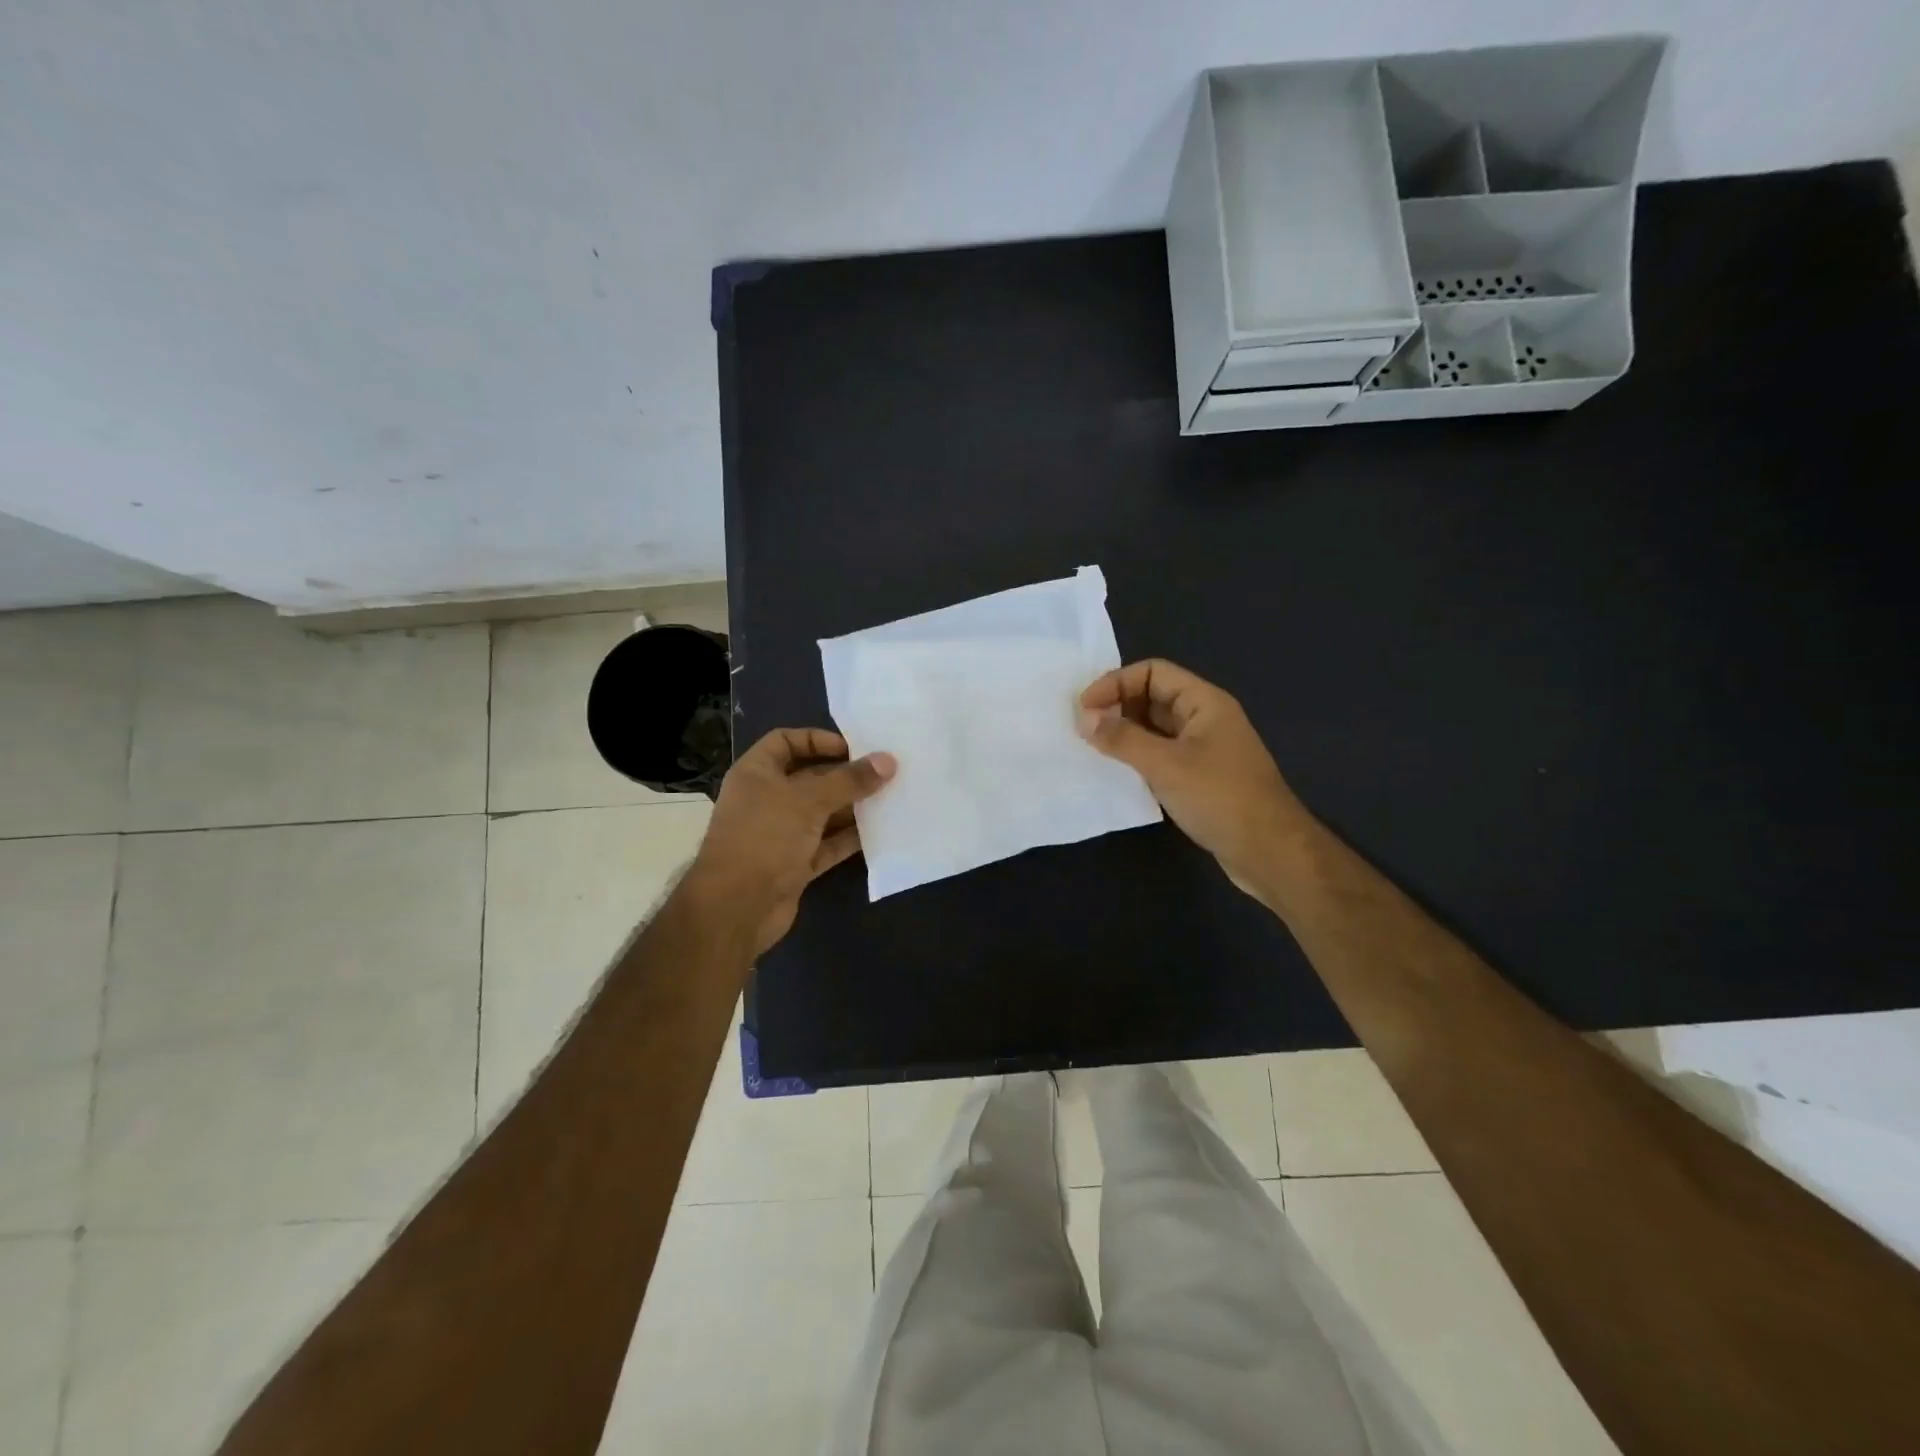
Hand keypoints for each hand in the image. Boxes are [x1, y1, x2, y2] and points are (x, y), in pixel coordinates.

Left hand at [682, 728, 895, 956]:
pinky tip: (880, 831)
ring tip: (890, 798)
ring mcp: (780, 834)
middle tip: (884, 772)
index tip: (853, 747)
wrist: (736, 908)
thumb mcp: (808, 800)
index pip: (785, 742)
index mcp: (756, 773)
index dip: (817, 739)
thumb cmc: (765, 837)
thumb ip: (849, 780)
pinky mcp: (794, 865)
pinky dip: (849, 838)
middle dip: (845, 775)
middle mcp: (766, 800)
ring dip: (852, 807)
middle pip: (810, 778)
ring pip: (822, 813)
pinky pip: (827, 845)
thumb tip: (888, 761)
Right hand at [1079, 659, 1311, 892]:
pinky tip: (1116, 773)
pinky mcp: (1200, 778)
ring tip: (1092, 748)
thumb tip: (1084, 718)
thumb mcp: (1166, 765)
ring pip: (1155, 728)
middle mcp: (1205, 719)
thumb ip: (1122, 739)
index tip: (1083, 708)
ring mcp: (1204, 750)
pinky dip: (1137, 758)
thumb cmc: (1220, 798)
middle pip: (1153, 697)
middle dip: (1117, 707)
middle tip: (1082, 729)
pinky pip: (1161, 755)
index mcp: (1204, 703)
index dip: (1115, 683)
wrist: (1269, 852)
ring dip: (1124, 734)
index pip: (1153, 672)